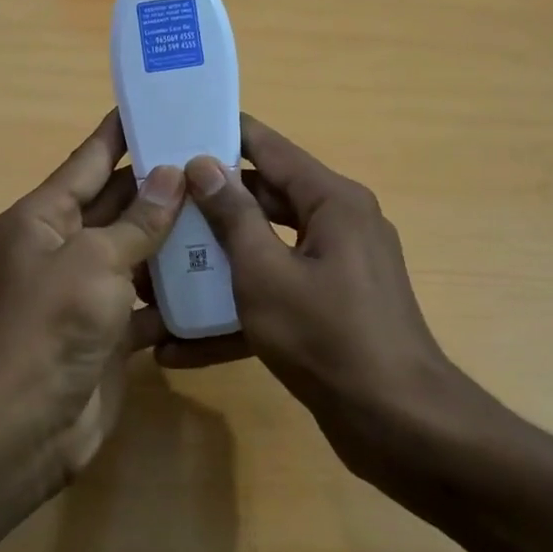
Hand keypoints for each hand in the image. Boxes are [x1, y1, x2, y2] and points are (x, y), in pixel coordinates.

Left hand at [0, 111, 185, 477]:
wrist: (25, 423)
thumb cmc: (51, 324)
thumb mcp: (95, 260)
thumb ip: (137, 221)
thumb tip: (172, 176)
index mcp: (43, 218)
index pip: (89, 161)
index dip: (122, 132)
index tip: (160, 105)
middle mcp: (61, 248)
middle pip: (117, 205)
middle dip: (161, 185)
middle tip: (214, 159)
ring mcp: (85, 292)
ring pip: (136, 253)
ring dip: (174, 238)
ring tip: (228, 209)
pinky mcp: (108, 331)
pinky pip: (147, 301)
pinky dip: (175, 293)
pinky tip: (219, 276)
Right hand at [160, 115, 461, 473]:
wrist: (395, 422)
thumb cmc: (326, 336)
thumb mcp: (265, 273)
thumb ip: (233, 216)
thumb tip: (203, 164)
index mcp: (332, 201)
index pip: (270, 149)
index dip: (224, 135)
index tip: (177, 128)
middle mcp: (339, 225)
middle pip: (265, 200)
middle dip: (211, 205)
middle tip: (157, 200)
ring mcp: (336, 270)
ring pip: (266, 251)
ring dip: (217, 264)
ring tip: (159, 267)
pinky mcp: (329, 310)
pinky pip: (277, 295)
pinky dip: (238, 313)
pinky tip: (182, 345)